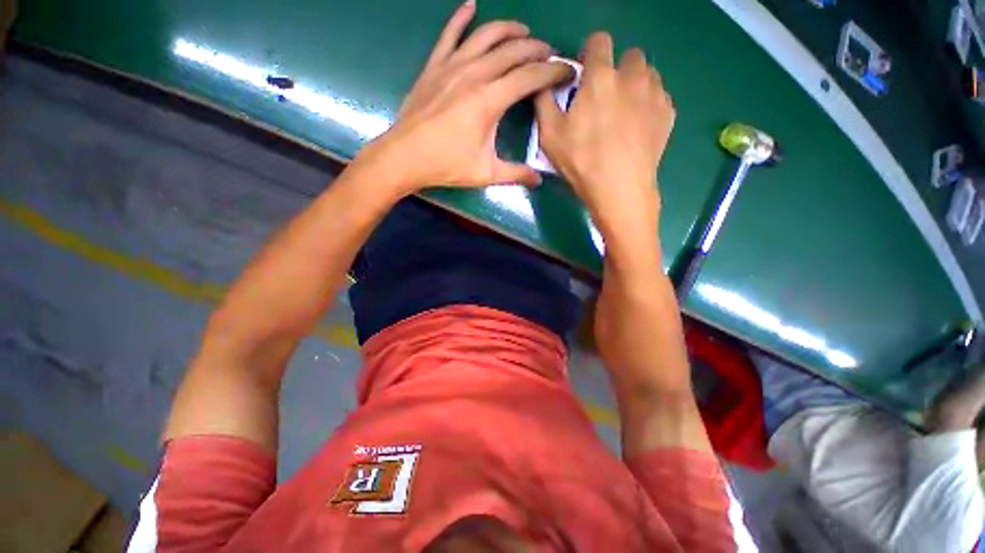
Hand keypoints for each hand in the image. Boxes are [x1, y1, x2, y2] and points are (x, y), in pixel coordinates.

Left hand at [360, 1, 573, 194]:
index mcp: (490, 101)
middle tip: (549, 54)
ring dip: (509, 29)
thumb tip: (539, 180)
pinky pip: (449, 34)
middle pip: (513, 50)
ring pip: (486, 35)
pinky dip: (461, 17)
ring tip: (524, 31)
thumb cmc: (447, 165)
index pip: (530, 77)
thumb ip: (516, 174)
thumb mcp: (486, 173)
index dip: (553, 71)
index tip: (567, 71)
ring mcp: (452, 66)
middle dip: (536, 49)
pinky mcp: (434, 65)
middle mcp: (474, 74)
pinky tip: (471, 5)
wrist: (405, 156)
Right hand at [534, 32, 674, 240]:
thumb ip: (544, 101)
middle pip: (629, 56)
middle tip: (605, 100)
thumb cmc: (581, 161)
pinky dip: (648, 105)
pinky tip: (637, 128)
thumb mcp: (549, 135)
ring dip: (634, 85)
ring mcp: (655, 93)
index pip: (599, 41)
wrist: (620, 188)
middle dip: (617, 70)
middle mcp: (632, 76)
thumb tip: (545, 82)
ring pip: (647, 74)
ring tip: (623, 114)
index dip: (590, 54)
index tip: (585, 75)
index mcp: (600, 77)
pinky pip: (658, 96)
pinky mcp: (668, 113)